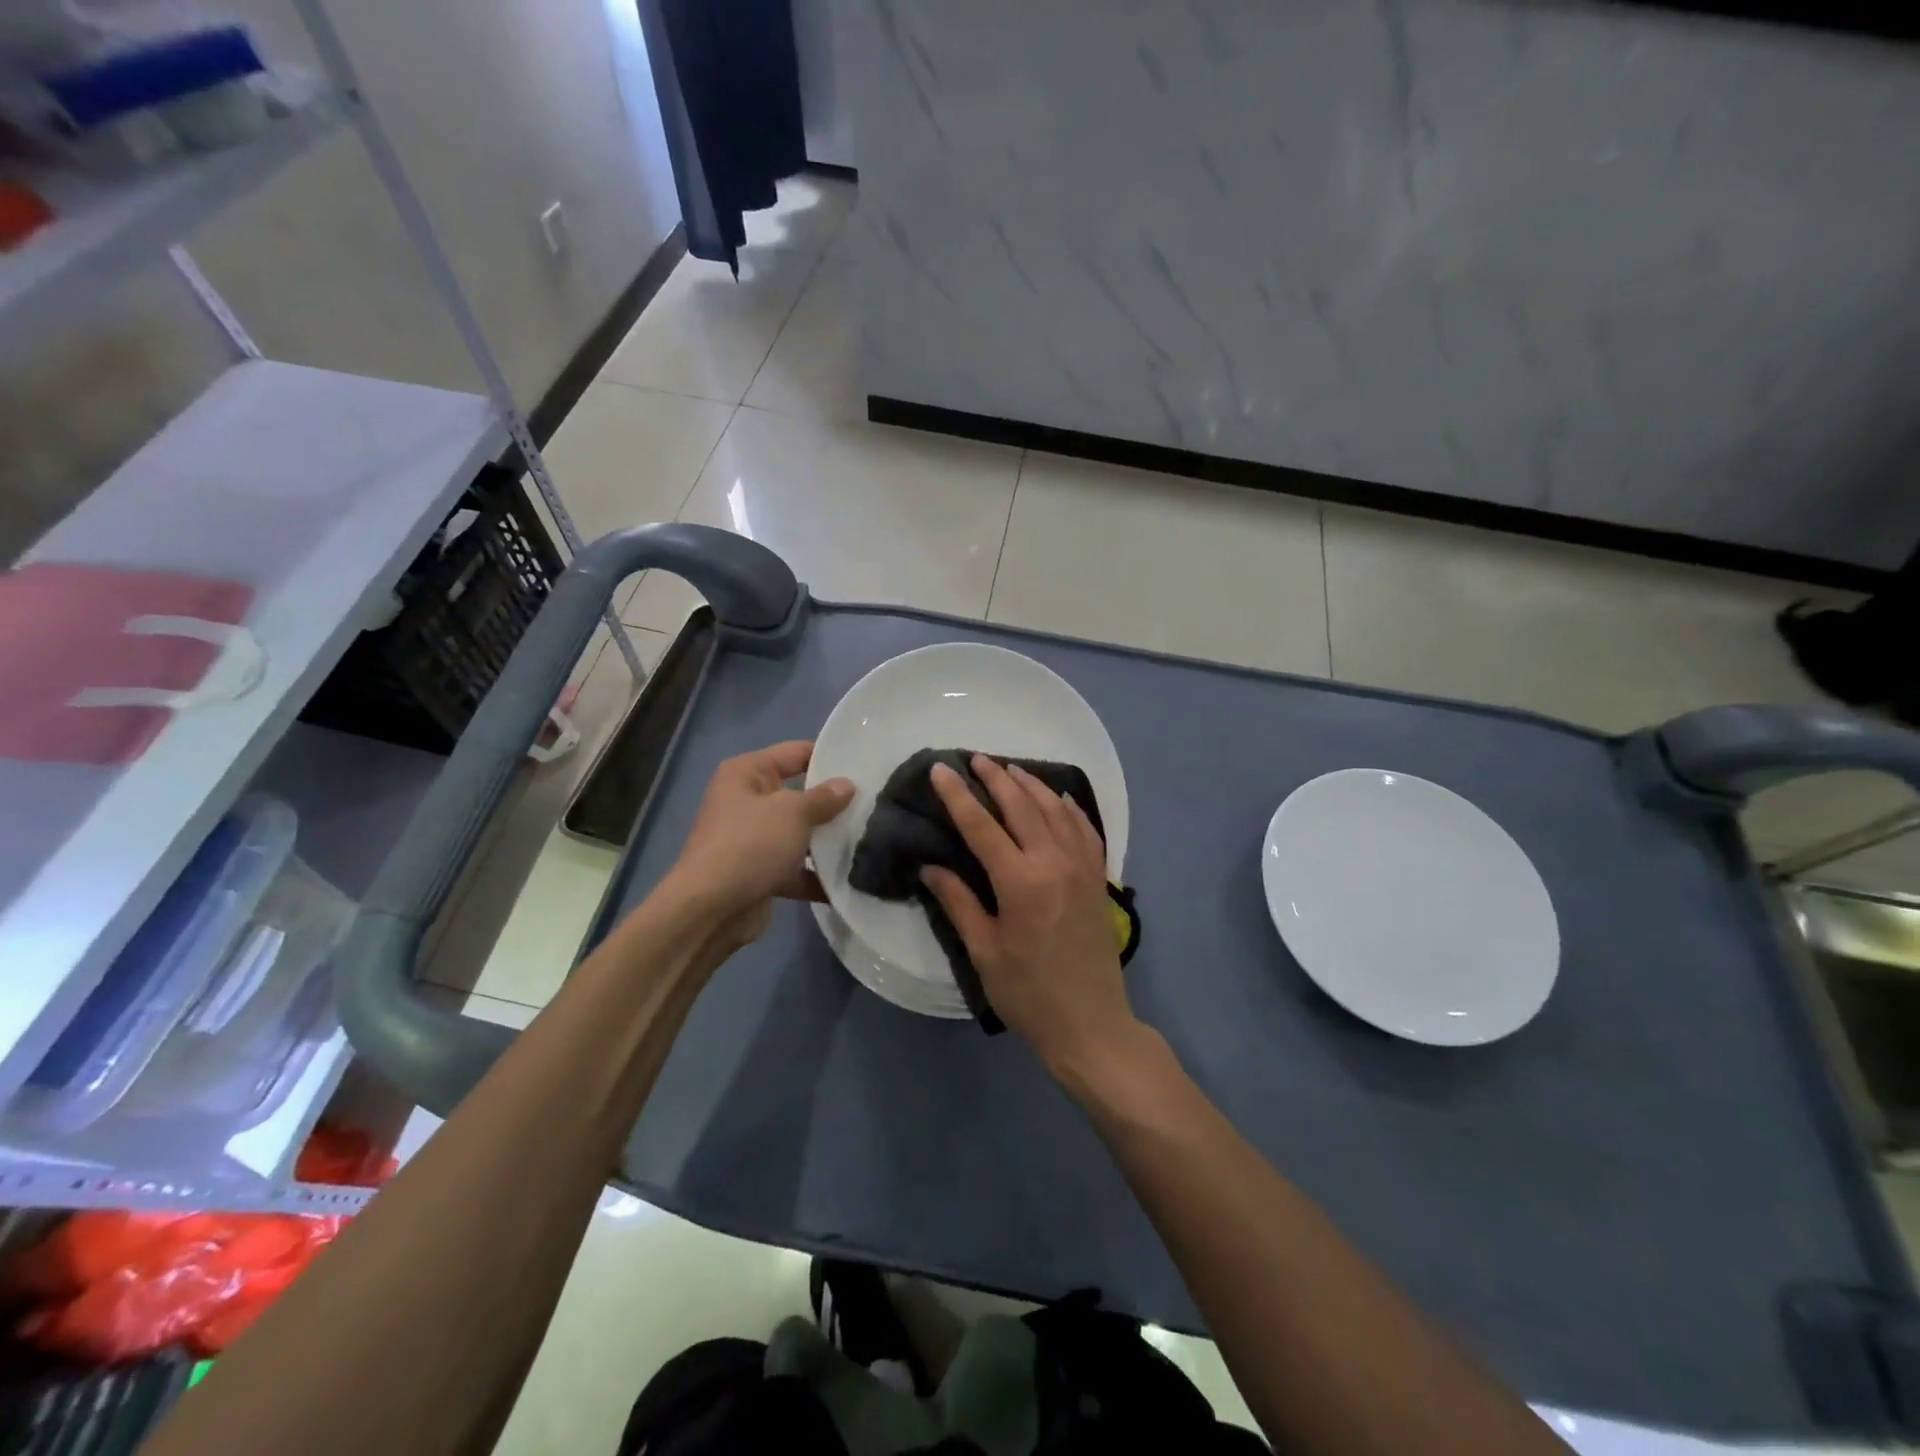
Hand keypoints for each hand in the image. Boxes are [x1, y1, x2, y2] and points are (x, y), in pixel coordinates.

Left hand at [668, 741, 853, 945]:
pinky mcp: (759, 873)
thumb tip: (847, 785)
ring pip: (798, 833)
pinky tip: (850, 880)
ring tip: (869, 840)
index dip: (828, 756)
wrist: (711, 910)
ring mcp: (751, 839)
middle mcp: (746, 801)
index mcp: (746, 773)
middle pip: (798, 794)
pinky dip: (816, 875)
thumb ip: (824, 798)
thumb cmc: (750, 845)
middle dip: (832, 802)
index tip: (864, 764)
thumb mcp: (793, 813)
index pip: (794, 752)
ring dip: (826, 841)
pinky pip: (794, 868)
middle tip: (873, 803)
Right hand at [921, 754, 1139, 1074]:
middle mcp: (1054, 862)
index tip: (942, 769)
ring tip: (1010, 769)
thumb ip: (958, 902)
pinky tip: (1059, 797)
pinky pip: (1086, 829)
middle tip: (976, 758)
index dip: (958, 795)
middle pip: (1022, 805)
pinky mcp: (1098, 878)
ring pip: (1056, 809)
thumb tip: (931, 867)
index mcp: (1020, 882)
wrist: (1091, 1023)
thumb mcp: (984, 951)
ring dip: (1031, 784)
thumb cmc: (1029, 993)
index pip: (981, 825)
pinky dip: (1070, 807)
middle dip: (996, 778)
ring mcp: (1082, 867)